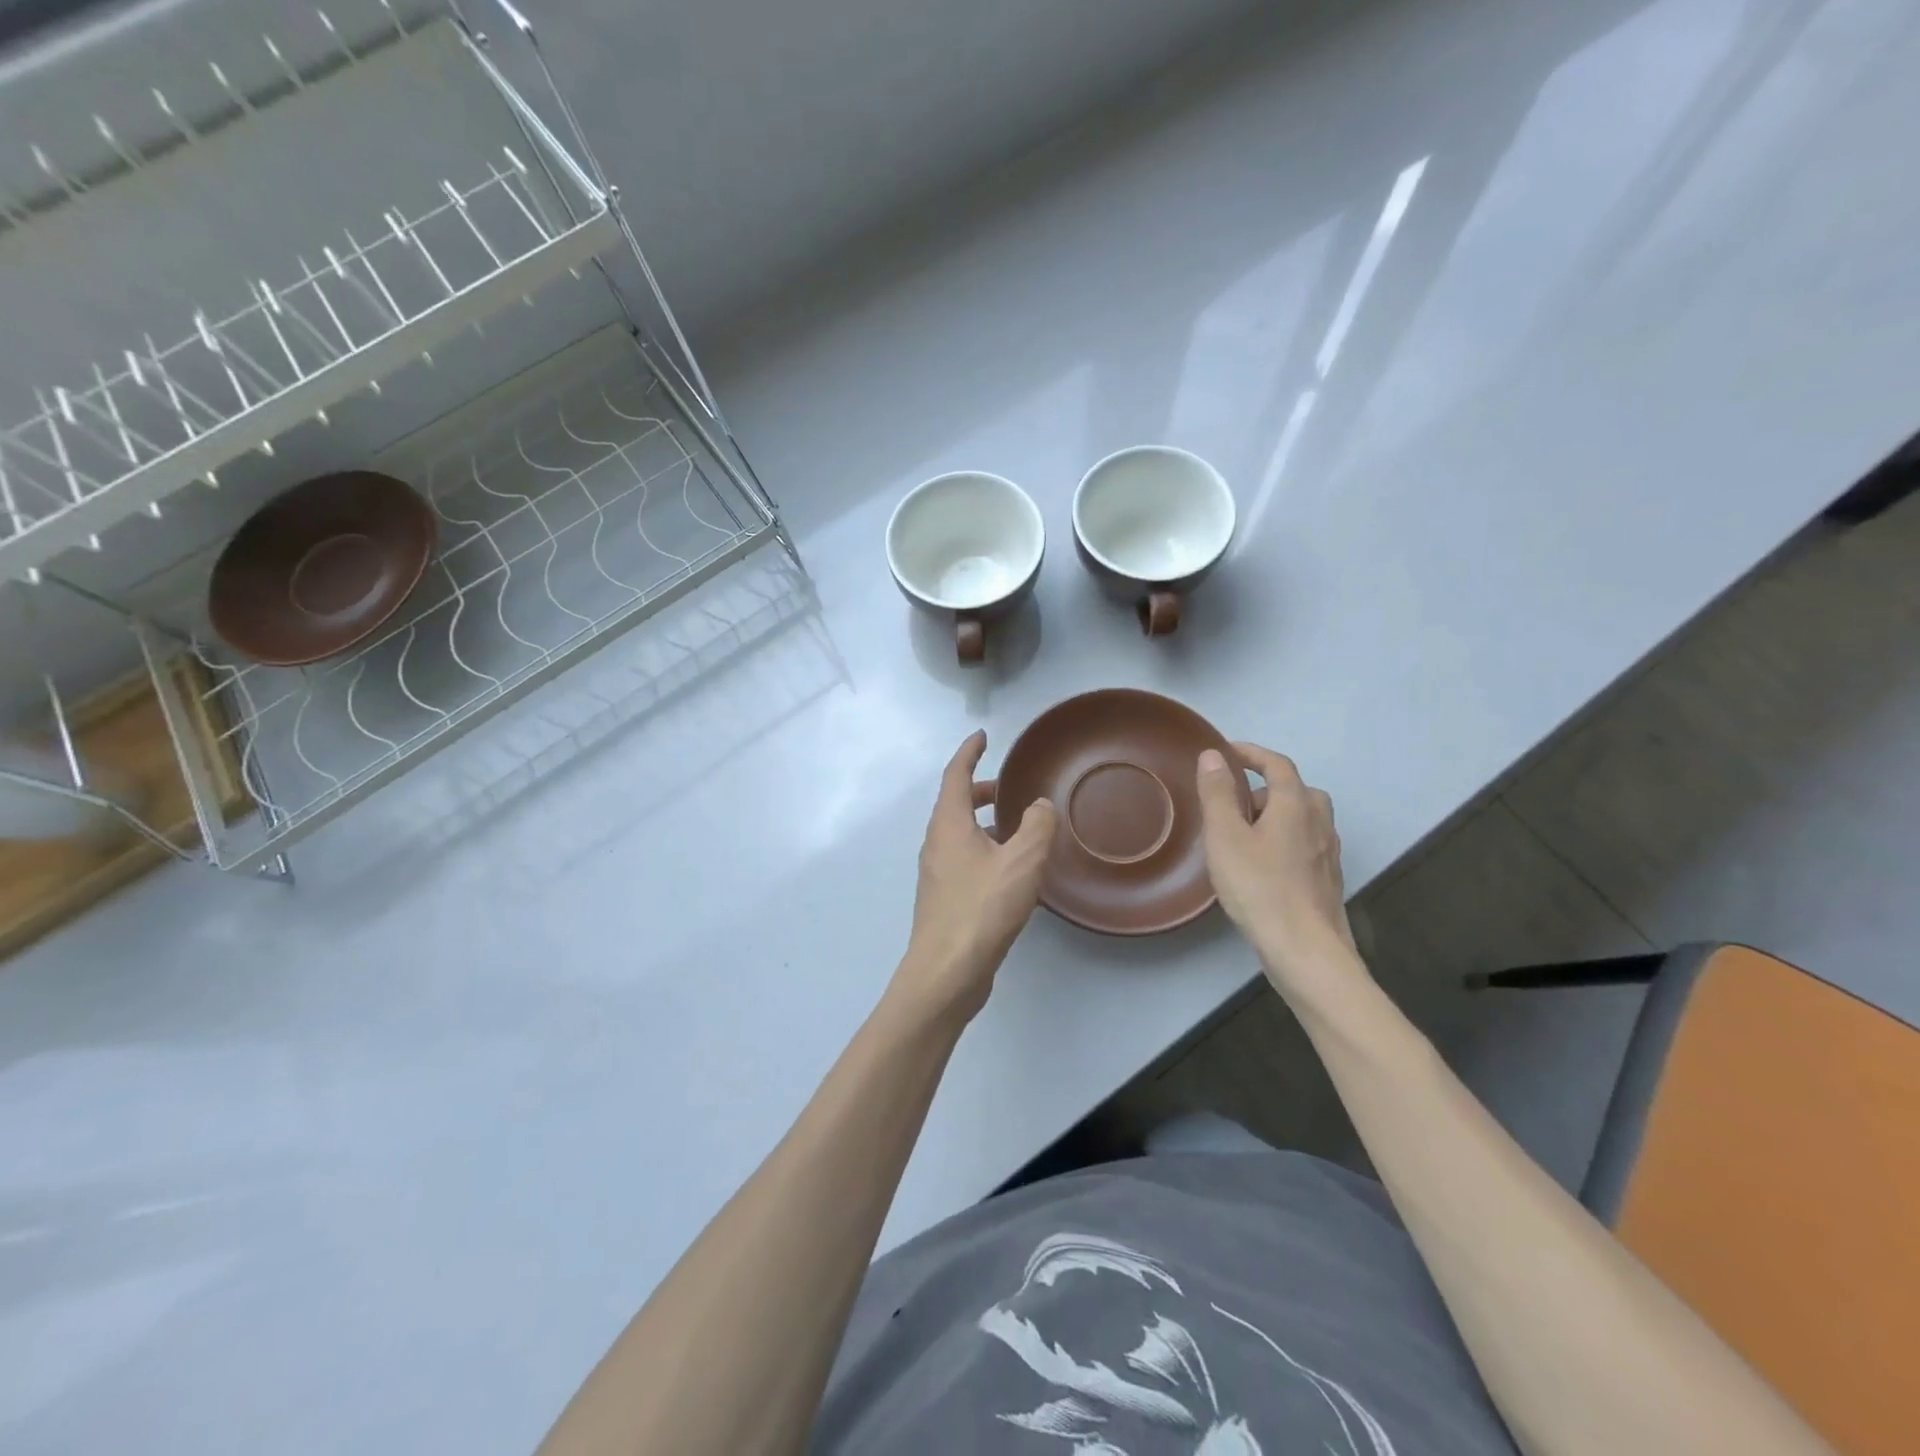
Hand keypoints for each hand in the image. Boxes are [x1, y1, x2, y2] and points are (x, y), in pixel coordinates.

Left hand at [892, 731, 1058, 1024]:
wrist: (947, 972)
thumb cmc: (982, 908)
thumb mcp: (1022, 861)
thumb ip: (1037, 826)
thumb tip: (1039, 805)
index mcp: (948, 824)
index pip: (955, 775)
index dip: (969, 752)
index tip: (982, 736)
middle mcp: (937, 844)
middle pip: (956, 804)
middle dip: (980, 791)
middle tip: (1009, 789)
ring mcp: (938, 873)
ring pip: (961, 835)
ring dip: (985, 824)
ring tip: (1019, 830)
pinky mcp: (945, 899)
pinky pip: (966, 861)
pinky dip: (986, 852)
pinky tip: (1014, 874)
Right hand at [1196, 742, 1361, 1003]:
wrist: (1305, 949)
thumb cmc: (1259, 887)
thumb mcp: (1225, 837)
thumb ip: (1218, 793)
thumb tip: (1213, 755)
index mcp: (1296, 805)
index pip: (1277, 764)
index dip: (1252, 753)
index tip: (1227, 752)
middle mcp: (1319, 822)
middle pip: (1296, 790)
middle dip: (1263, 788)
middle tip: (1232, 803)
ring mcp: (1327, 853)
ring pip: (1303, 819)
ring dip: (1275, 815)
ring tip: (1243, 836)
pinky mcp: (1327, 880)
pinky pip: (1305, 844)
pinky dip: (1284, 840)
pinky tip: (1263, 866)